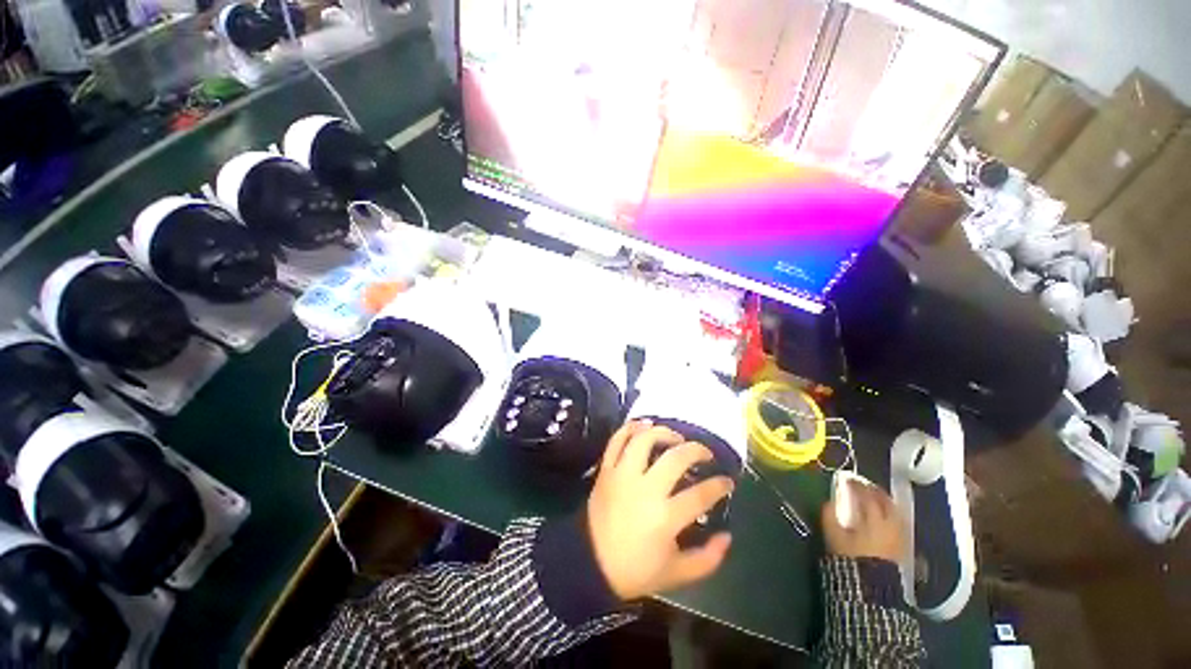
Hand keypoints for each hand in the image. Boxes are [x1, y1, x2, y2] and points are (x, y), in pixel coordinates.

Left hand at [586, 420, 733, 600]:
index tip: (727, 481)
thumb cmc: (635, 570)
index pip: (701, 494)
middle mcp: (644, 488)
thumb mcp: (677, 574)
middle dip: (697, 450)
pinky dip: (630, 428)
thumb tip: (727, 536)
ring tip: (676, 437)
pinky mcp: (606, 469)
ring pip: (644, 440)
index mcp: (665, 517)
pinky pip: (617, 440)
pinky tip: (644, 425)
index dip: (719, 485)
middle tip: (706, 454)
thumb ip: (708, 559)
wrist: (590, 563)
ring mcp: (622, 475)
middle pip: (676, 457)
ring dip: (664, 432)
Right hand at [821, 480, 905, 562]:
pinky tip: (883, 515)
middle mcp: (889, 523)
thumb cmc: (850, 559)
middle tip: (862, 484)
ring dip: (884, 500)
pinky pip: (898, 522)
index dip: (855, 485)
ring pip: (894, 510)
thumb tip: (831, 501)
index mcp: (873, 518)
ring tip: (873, 497)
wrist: (871, 588)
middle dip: (873, 490)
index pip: (865, 495)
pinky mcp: (902, 546)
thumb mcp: (834, 536)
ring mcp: (899, 535)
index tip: (846, 479)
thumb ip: (830, 515)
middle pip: (884, 501)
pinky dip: (890, 513)